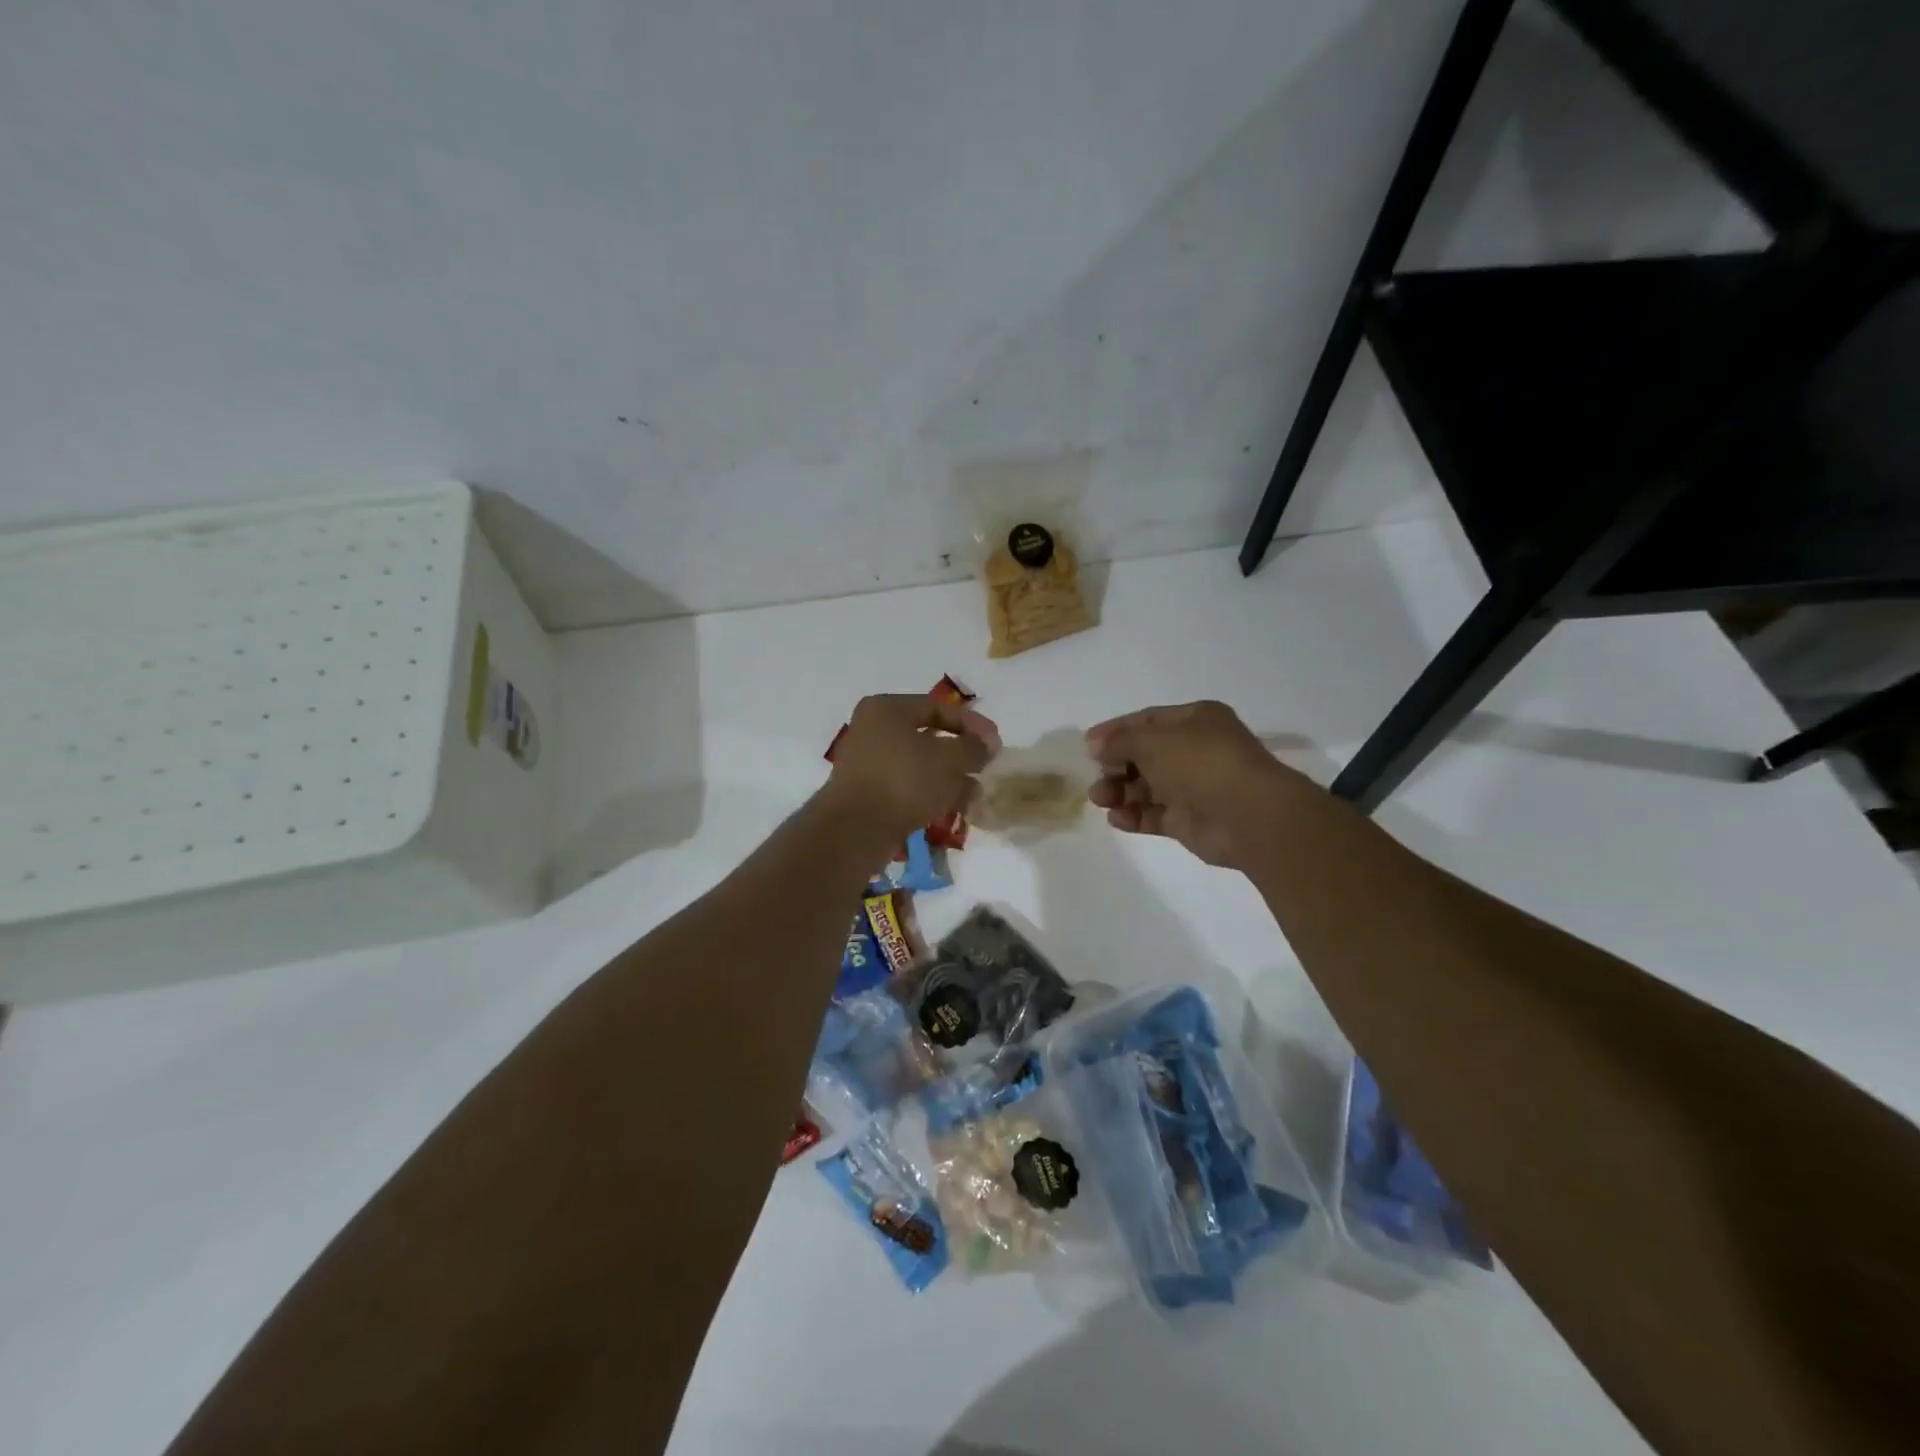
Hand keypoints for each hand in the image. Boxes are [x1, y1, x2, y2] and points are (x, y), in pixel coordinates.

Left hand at [821, 694, 1000, 845]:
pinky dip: (930, 794)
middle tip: (984, 769)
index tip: (996, 743)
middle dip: (961, 756)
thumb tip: (987, 744)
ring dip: (949, 779)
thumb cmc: (904, 781)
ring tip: (974, 797)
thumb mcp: (949, 759)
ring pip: (920, 765)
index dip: (972, 724)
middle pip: (928, 737)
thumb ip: (973, 747)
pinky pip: (907, 786)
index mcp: (886, 709)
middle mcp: (873, 730)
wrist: (856, 830)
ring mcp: (868, 763)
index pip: (938, 707)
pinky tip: (953, 810)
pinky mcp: (868, 793)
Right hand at [1087, 701, 1310, 867]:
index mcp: (1196, 720)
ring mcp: (1194, 787)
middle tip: (1095, 775)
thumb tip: (1096, 746)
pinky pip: (1155, 815)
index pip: (1148, 720)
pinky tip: (1116, 818)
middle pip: (1145, 755)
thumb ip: (1119, 742)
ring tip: (1099, 798)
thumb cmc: (1200, 763)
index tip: (1087, 745)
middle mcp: (1196, 750)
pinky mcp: (1190, 821)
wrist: (1247, 815)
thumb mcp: (1152, 741)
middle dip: (1116, 764)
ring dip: (1120, 791)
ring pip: (1147, 787)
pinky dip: (1134, 816)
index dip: (1116, 731)